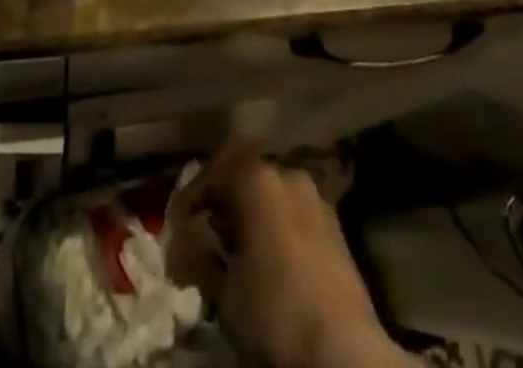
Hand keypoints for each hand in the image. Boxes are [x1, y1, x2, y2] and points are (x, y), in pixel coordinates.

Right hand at [168, 141, 400, 367]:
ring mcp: (315, 196)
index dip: (191, 198)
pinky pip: (293, 211)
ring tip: (237, 245)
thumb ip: (202, 255)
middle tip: (207, 230)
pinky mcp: (335, 224)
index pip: (212, 173)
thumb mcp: (224, 290)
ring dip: (250, 211)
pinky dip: (275, 223)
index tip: (178, 224)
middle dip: (223, 200)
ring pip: (271, 192)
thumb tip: (191, 242)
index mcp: (257, 177)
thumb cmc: (275, 311)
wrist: (344, 351)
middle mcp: (286, 172)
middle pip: (243, 174)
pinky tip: (268, 254)